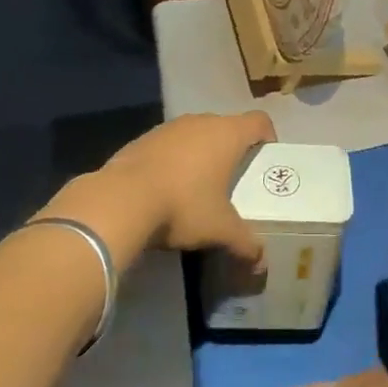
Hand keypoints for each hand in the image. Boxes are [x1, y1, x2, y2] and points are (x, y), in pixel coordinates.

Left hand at [101, 111, 276, 263]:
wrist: (120, 201)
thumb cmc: (183, 206)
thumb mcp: (220, 230)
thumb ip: (245, 243)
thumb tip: (262, 264)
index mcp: (227, 134)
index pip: (260, 121)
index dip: (268, 137)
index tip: (266, 160)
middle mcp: (201, 122)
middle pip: (227, 126)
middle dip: (233, 149)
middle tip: (235, 179)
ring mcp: (168, 127)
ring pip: (195, 134)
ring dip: (201, 153)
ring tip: (199, 185)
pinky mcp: (142, 139)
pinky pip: (168, 145)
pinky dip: (173, 160)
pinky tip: (166, 188)